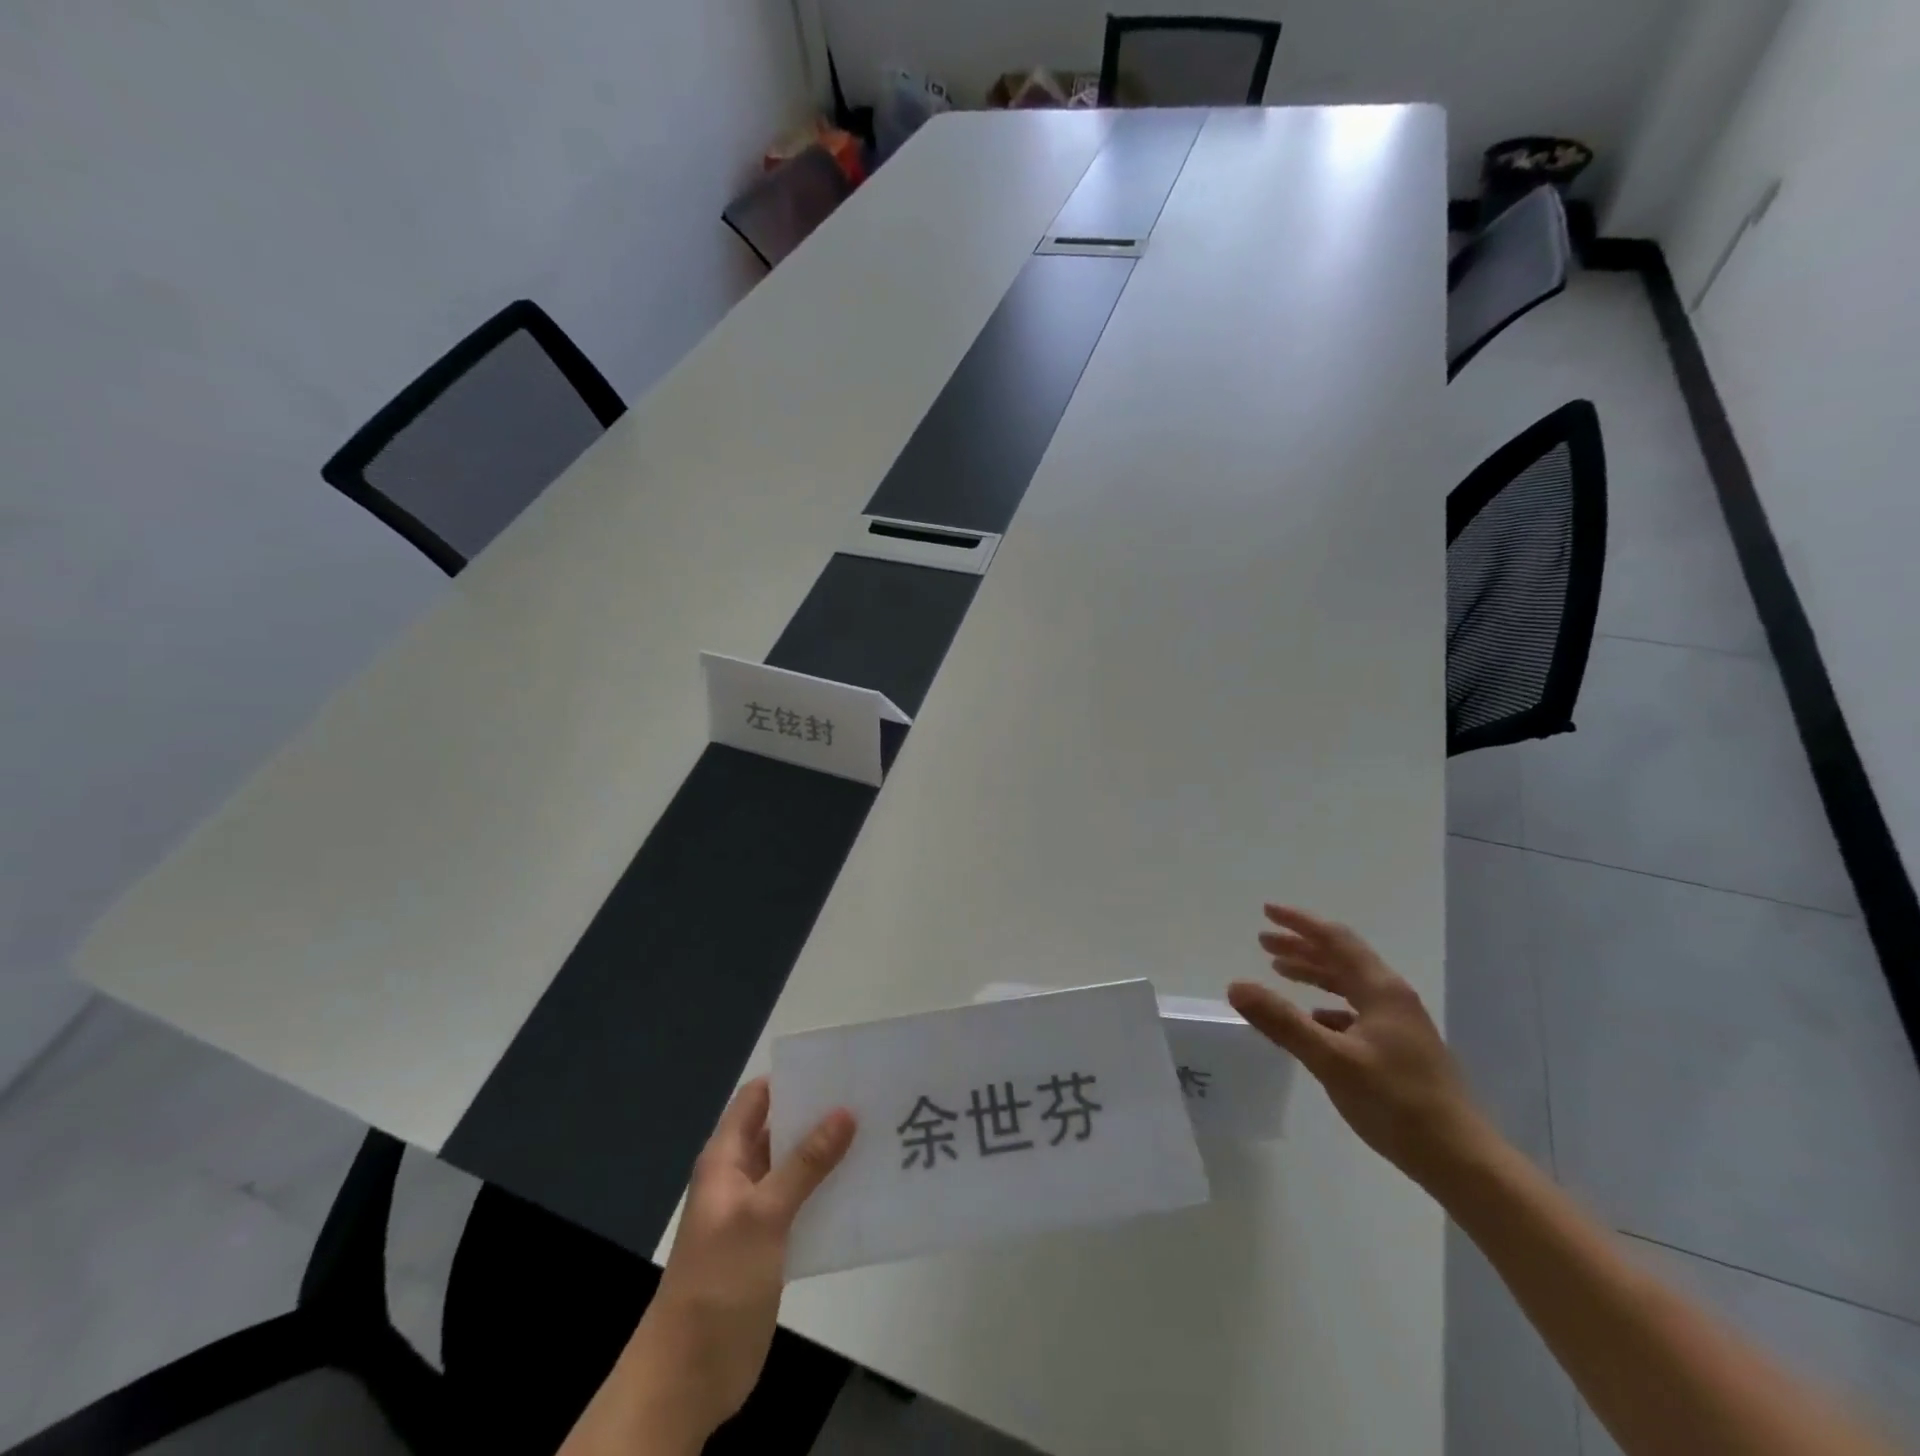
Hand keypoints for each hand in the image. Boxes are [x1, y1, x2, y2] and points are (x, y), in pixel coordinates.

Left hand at [616, 1079, 855, 1447]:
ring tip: (878, 1137)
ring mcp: (756, 1213)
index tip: (838, 1069)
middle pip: (781, 1130)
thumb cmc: (718, 1281)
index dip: (792, 1079)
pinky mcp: (771, 1246)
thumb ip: (805, 1163)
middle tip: (871, 1098)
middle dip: (820, 1115)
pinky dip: (828, 1194)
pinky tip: (864, 1190)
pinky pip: (804, 1205)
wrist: (688, 1376)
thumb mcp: (763, 1214)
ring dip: (829, 1155)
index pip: (757, 1099)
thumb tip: (845, 1112)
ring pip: (796, 1169)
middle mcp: (740, 1177)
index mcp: (726, 1159)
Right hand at [1228, 905, 1487, 1191]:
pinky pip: (1355, 1012)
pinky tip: (1313, 1020)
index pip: (1335, 940)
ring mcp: (1399, 1025)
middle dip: (1301, 947)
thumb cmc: (1397, 1103)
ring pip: (1349, 985)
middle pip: (1341, 959)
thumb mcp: (1332, 1060)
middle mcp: (1392, 999)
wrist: (1463, 1162)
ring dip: (1314, 974)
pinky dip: (1327, 1007)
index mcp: (1381, 990)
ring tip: (1279, 971)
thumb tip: (1236, 985)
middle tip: (1262, 942)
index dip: (1299, 923)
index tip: (1266, 911)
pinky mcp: (1399, 1051)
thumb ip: (1283, 1022)